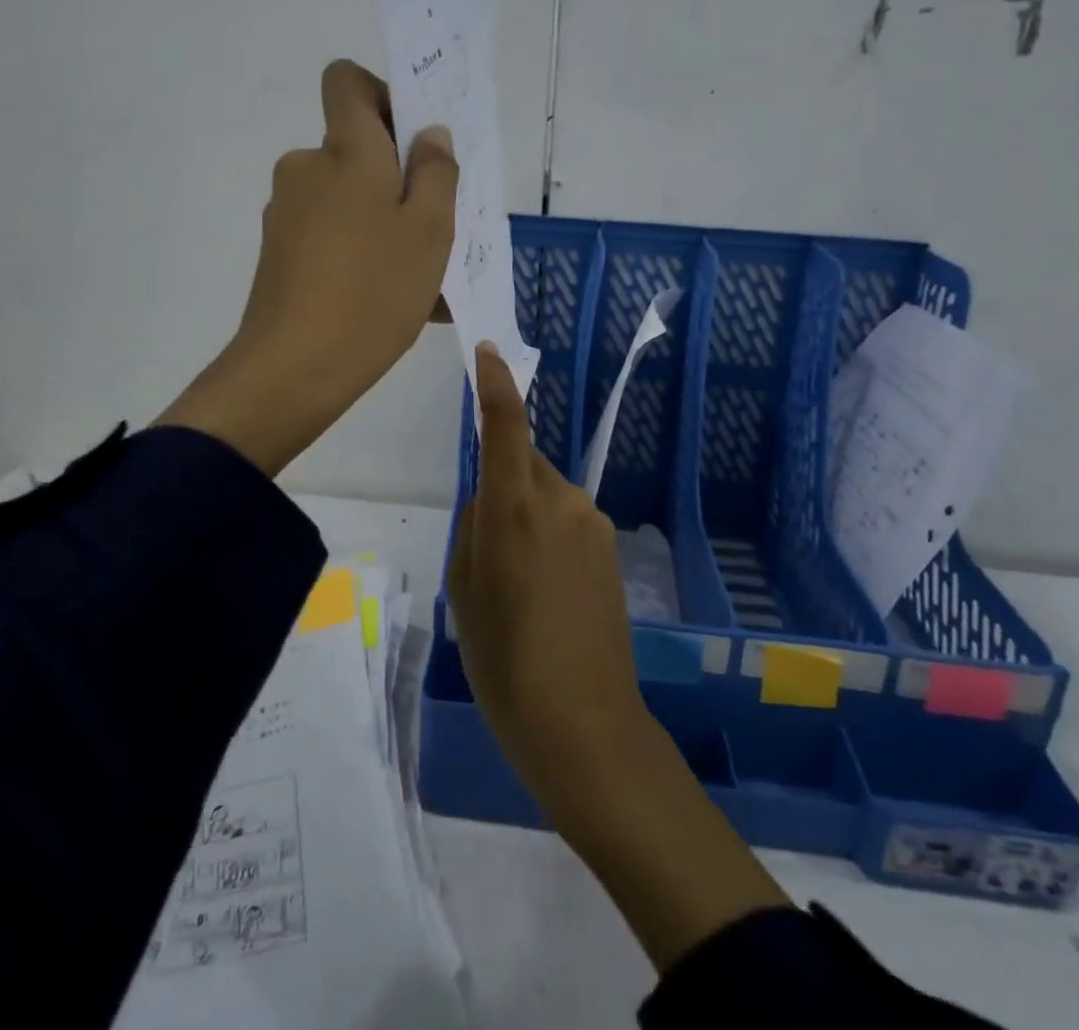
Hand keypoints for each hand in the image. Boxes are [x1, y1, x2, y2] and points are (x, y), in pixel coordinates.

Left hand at [156, 60, 457, 474]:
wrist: (294, 369)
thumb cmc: (374, 291)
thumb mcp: (430, 231)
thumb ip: (436, 173)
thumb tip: (430, 135)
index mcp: (346, 151)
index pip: (347, 81)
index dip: (383, 94)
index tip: (414, 140)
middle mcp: (308, 169)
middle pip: (357, 150)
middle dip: (399, 179)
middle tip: (439, 227)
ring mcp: (288, 214)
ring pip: (350, 202)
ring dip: (388, 226)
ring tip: (427, 282)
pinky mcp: (280, 254)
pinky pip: (334, 238)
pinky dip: (365, 255)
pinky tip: (396, 303)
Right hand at [447, 343, 653, 817]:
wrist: (585, 726)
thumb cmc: (505, 661)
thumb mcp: (465, 593)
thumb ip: (474, 529)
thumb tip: (490, 501)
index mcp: (516, 507)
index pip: (507, 425)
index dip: (496, 384)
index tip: (487, 351)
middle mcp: (563, 501)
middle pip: (526, 466)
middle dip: (504, 486)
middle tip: (487, 553)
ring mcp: (595, 525)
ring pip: (547, 497)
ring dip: (527, 518)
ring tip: (519, 586)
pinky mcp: (613, 550)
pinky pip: (569, 523)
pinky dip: (550, 540)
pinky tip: (548, 597)